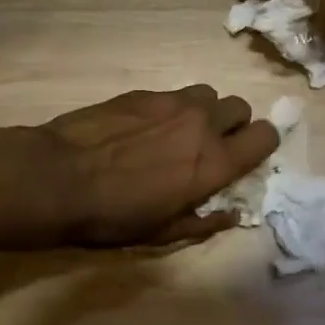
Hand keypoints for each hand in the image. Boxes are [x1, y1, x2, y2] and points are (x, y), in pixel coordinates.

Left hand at [36, 86, 279, 247]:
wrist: (60, 176)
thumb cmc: (113, 215)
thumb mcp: (162, 233)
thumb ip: (204, 222)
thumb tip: (232, 214)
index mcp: (213, 162)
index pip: (265, 136)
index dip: (261, 144)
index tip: (246, 157)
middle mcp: (201, 123)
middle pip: (240, 107)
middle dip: (234, 125)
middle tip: (210, 147)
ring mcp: (173, 101)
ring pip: (208, 94)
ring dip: (204, 112)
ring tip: (179, 133)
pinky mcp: (145, 92)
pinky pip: (175, 94)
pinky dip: (172, 109)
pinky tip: (145, 128)